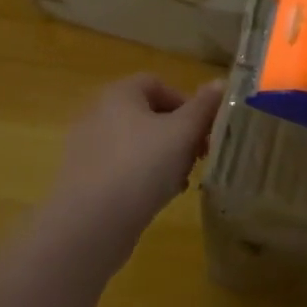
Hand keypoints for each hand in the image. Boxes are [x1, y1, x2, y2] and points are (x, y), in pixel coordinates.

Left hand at [41, 74, 224, 265]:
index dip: (186, 103)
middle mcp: (98, 113)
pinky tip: (157, 198)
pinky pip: (121, 168)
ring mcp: (88, 147)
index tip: (204, 130)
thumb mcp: (183, 133)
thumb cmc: (141, 166)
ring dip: (164, 158)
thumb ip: (204, 107)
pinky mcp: (84, 178)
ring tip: (180, 182)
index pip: (157, 84)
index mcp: (119, 93)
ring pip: (137, 144)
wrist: (90, 224)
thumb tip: (221, 82)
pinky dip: (142, 177)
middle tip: (197, 157)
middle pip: (148, 115)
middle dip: (179, 134)